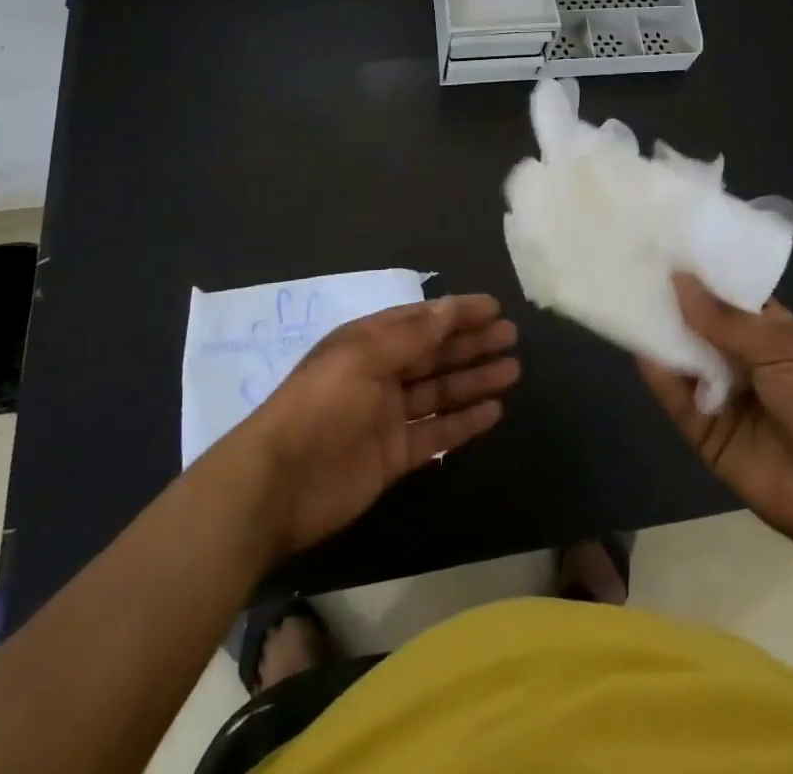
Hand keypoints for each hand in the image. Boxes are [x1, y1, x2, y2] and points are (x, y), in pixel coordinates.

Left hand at [236, 294, 517, 561]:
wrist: (279, 484)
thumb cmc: (321, 405)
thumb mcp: (364, 357)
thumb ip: (411, 335)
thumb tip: (450, 307)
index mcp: (369, 343)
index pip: (421, 320)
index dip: (457, 312)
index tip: (494, 307)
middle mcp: (381, 373)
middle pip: (435, 353)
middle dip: (472, 343)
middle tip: (512, 336)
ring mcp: (389, 416)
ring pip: (441, 391)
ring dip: (474, 379)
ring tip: (512, 370)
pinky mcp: (395, 455)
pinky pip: (436, 432)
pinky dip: (464, 422)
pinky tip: (493, 411)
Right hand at [638, 275, 792, 601]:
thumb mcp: (784, 351)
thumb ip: (727, 320)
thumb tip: (678, 279)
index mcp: (767, 330)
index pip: (725, 292)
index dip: (698, 271)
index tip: (660, 241)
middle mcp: (739, 357)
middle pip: (696, 322)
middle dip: (669, 299)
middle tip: (629, 263)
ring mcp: (720, 394)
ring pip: (681, 358)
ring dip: (658, 334)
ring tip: (623, 299)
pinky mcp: (704, 432)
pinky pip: (677, 400)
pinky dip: (659, 378)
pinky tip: (641, 352)